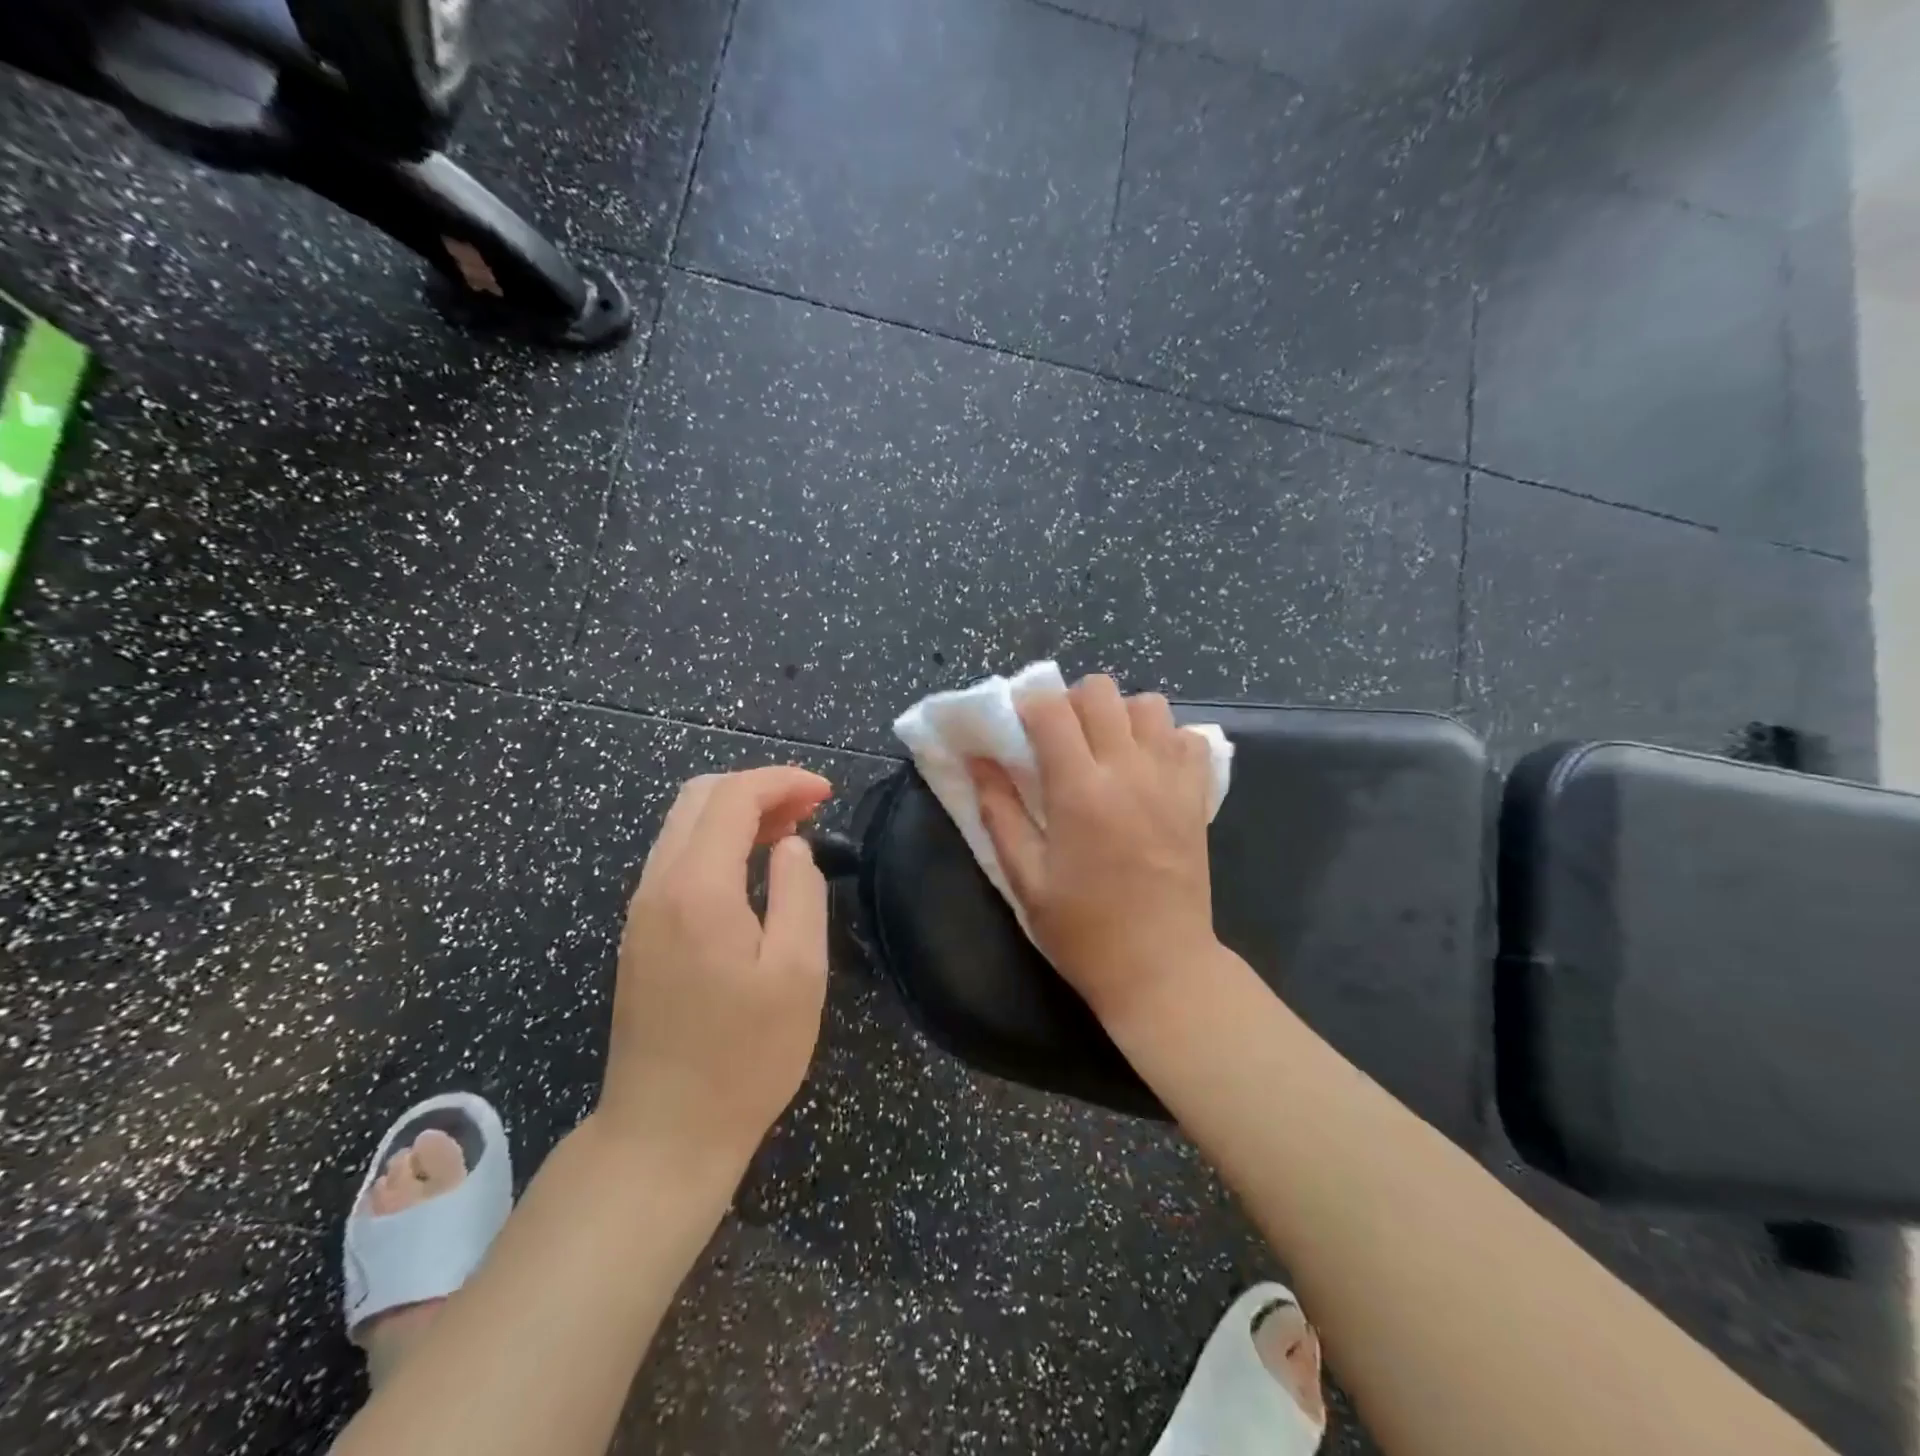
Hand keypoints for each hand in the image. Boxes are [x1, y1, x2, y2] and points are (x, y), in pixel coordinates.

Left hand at [598, 766, 833, 1174]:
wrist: (664, 1132)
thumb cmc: (744, 1056)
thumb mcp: (797, 972)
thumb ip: (800, 892)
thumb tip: (791, 846)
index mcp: (697, 888)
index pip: (734, 797)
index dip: (782, 781)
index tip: (826, 792)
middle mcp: (658, 885)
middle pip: (700, 797)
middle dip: (758, 788)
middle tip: (810, 809)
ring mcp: (642, 910)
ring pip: (683, 825)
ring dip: (737, 813)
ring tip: (789, 832)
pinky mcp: (640, 933)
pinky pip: (677, 858)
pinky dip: (717, 842)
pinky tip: (752, 869)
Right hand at [971, 674, 1217, 1028]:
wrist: (1161, 968)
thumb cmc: (1083, 930)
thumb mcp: (1025, 878)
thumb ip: (999, 811)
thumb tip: (978, 759)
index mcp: (1080, 791)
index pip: (1051, 709)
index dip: (1027, 706)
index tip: (1018, 729)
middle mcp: (1129, 771)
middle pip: (1100, 691)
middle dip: (1070, 702)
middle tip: (1059, 739)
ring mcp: (1170, 780)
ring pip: (1148, 704)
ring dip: (1119, 715)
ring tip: (1104, 750)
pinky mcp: (1197, 796)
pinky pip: (1187, 737)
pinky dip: (1164, 739)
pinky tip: (1146, 769)